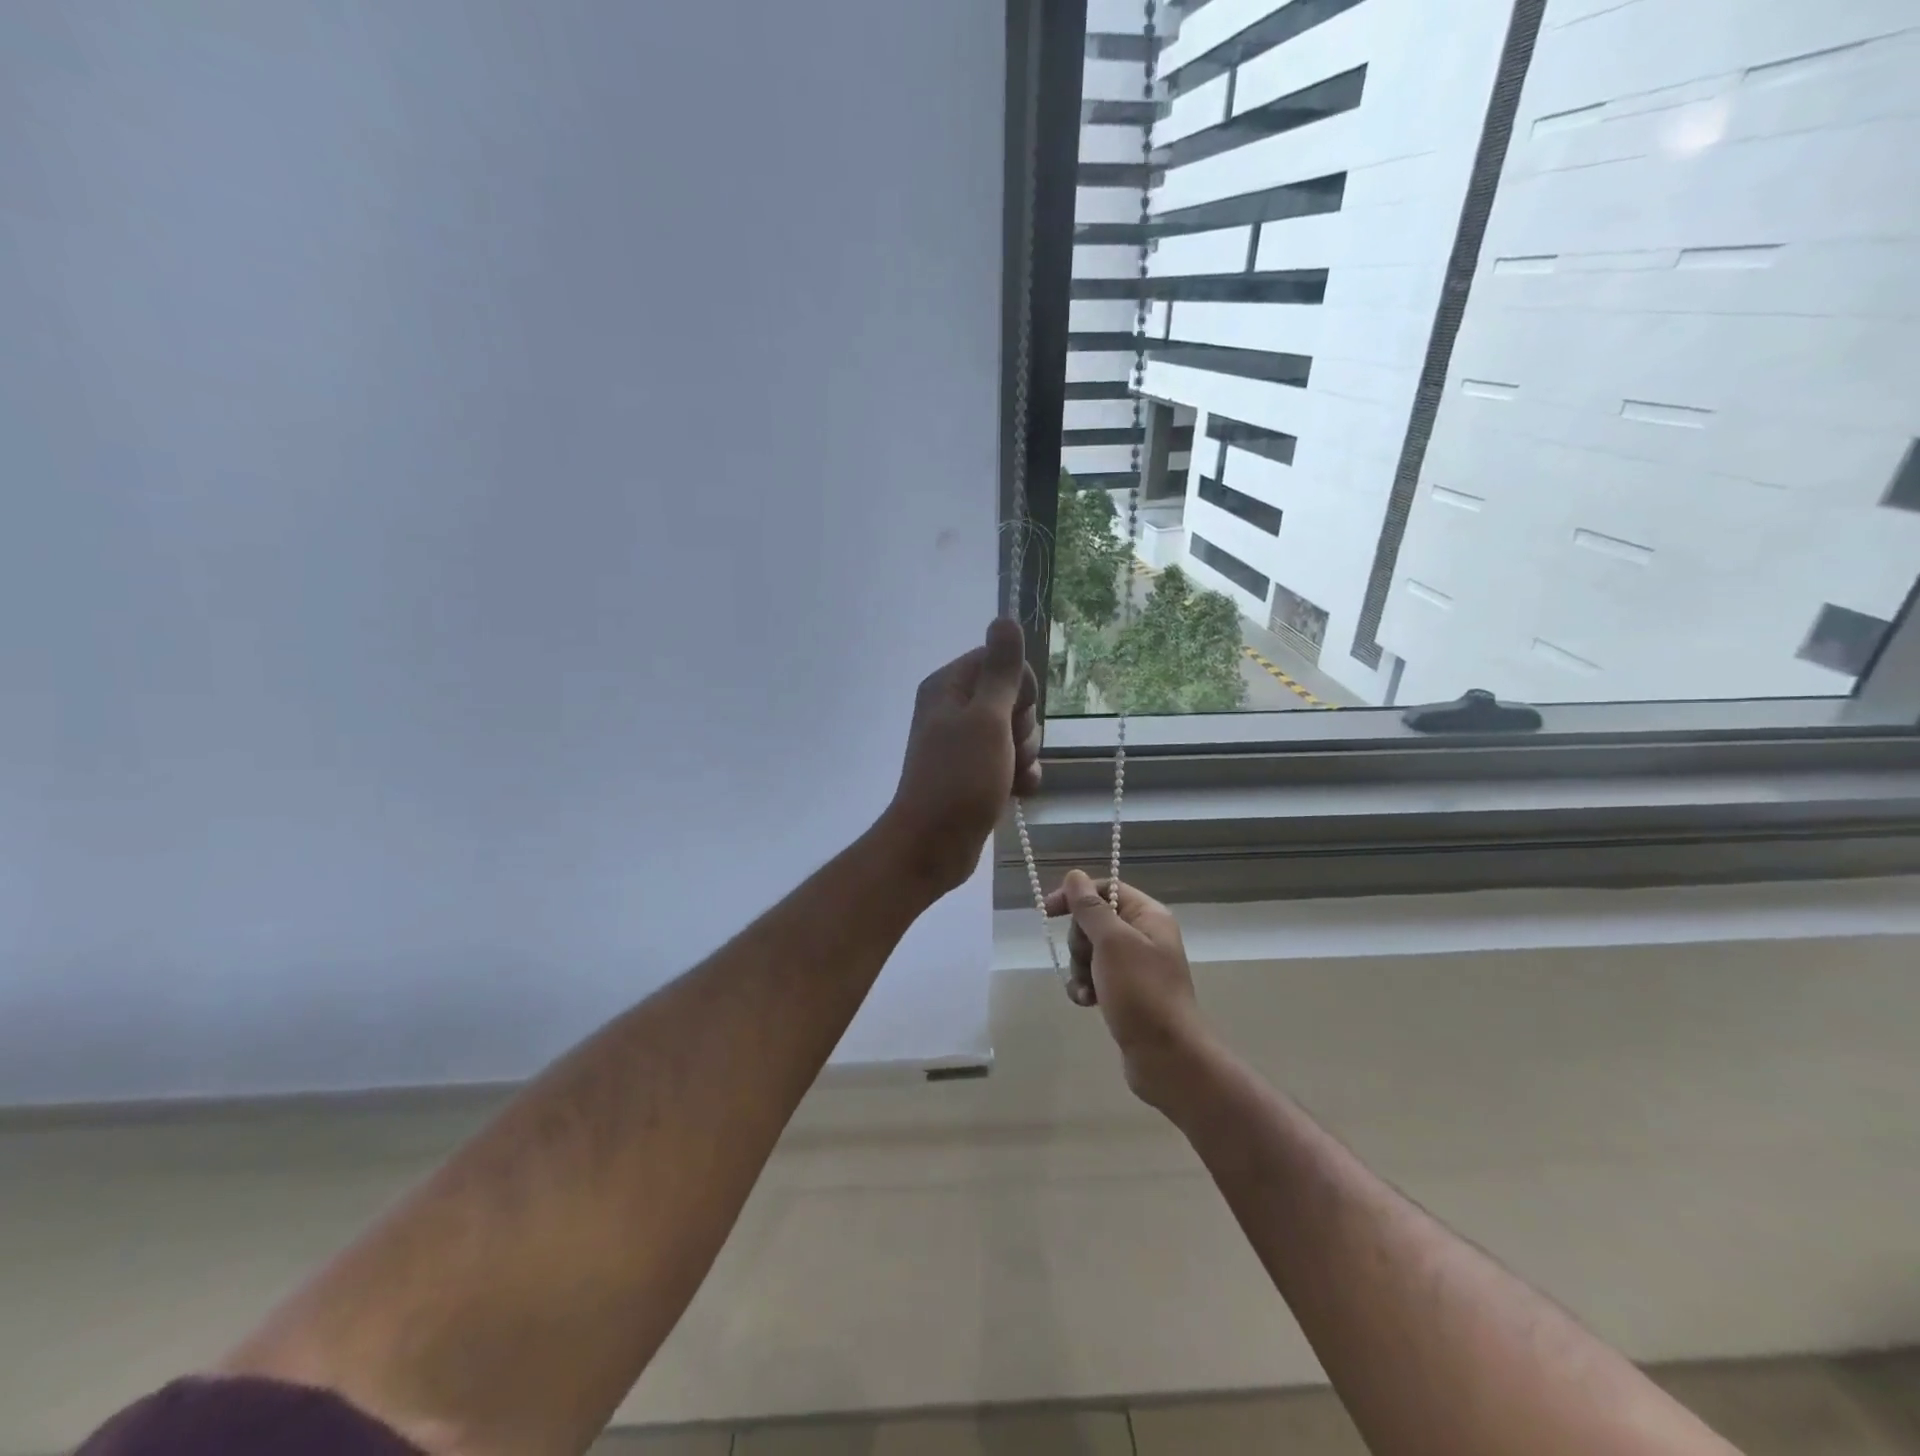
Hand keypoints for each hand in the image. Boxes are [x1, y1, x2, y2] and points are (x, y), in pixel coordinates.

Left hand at [881, 618, 1040, 894]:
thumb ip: (1000, 670)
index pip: (1002, 661)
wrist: (934, 845)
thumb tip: (1005, 617)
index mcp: (949, 686)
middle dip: (1023, 726)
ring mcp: (965, 743)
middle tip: (1006, 749)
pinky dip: (1019, 775)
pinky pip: (1012, 760)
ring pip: (1017, 732)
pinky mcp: (976, 771)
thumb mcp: (986, 718)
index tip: (1012, 714)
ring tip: (1007, 777)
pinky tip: (1017, 792)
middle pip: (1014, 698)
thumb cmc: (959, 778)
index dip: (1019, 688)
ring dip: (1024, 754)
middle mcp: (954, 708)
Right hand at [1045, 870, 1208, 1108]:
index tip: (1048, 911)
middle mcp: (1145, 936)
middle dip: (1080, 942)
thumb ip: (1090, 908)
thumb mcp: (1112, 943)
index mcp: (1149, 916)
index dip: (1076, 896)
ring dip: (1080, 968)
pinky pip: (1096, 978)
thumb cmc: (1141, 992)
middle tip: (1087, 961)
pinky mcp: (1128, 993)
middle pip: (1094, 921)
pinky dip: (1086, 987)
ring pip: (1091, 952)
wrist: (1168, 1057)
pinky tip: (1086, 1002)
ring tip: (1088, 990)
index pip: (1106, 888)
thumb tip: (1074, 875)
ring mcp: (1136, 967)